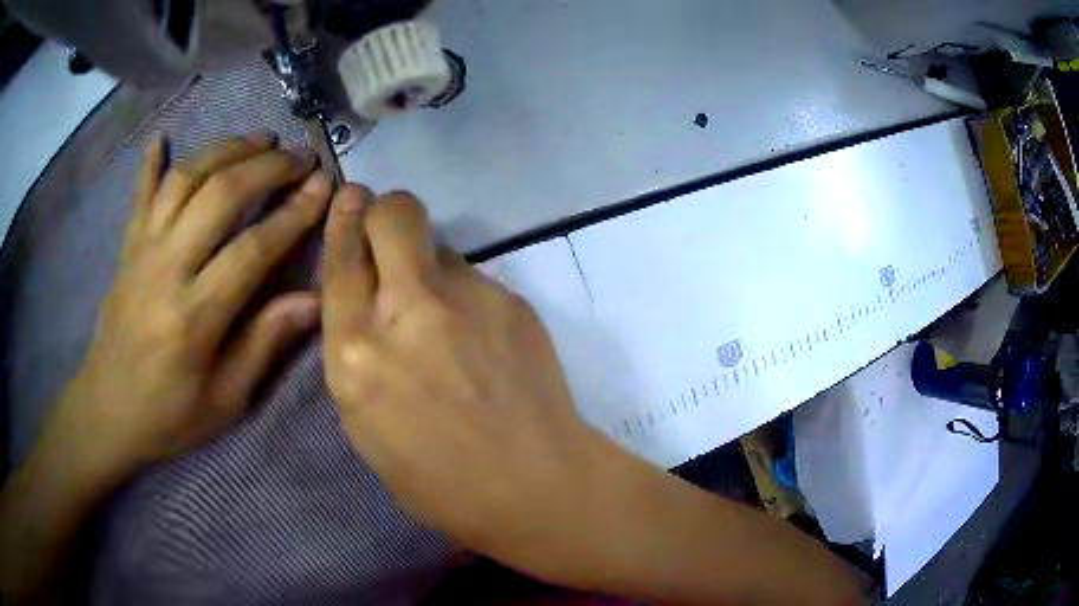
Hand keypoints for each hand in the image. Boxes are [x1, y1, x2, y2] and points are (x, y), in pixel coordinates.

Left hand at [50, 134, 330, 488]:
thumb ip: (264, 344)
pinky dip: (151, 162)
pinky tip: (162, 137)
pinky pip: (140, 194)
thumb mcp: (224, 400)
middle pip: (220, 195)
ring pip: (185, 179)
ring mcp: (142, 251)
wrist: (107, 411)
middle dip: (267, 167)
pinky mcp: (127, 248)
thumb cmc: (169, 416)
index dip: (294, 213)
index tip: (325, 185)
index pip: (253, 249)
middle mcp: (167, 269)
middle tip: (301, 156)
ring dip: (226, 150)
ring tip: (259, 139)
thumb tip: (313, 300)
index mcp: (194, 317)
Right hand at [322, 187, 604, 553]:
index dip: (343, 222)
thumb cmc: (437, 480)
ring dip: (428, 265)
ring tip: (446, 317)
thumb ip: (357, 354)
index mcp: (356, 353)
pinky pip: (475, 278)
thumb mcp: (365, 425)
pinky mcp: (511, 299)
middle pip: (393, 213)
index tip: (350, 199)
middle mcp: (407, 310)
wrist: (534, 483)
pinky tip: (483, 341)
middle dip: (385, 211)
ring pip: (438, 245)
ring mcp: (467, 297)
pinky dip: (467, 297)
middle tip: (388, 233)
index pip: (341, 258)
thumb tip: (367, 303)